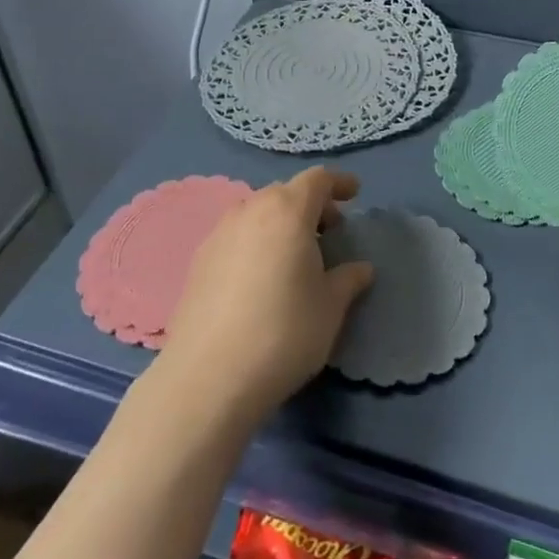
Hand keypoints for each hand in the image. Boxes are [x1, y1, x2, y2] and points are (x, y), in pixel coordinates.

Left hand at [157, 167, 373, 425]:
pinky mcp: (198, 262)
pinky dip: (256, 241)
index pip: (317, 180)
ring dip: (280, 222)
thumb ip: (348, 280)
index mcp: (288, 211)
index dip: (338, 183)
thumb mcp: (330, 307)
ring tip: (295, 254)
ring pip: (257, 212)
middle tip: (330, 231)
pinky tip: (262, 275)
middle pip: (285, 193)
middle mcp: (250, 211)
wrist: (208, 378)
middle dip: (310, 205)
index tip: (354, 194)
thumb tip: (360, 269)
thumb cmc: (284, 333)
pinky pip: (236, 236)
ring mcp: (219, 235)